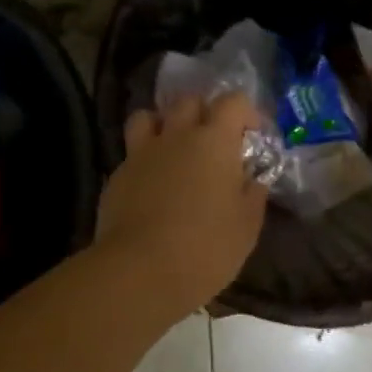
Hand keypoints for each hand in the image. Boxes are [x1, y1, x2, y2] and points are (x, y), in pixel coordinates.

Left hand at [97, 92, 268, 313]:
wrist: (140, 270)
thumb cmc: (205, 248)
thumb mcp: (246, 226)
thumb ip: (253, 195)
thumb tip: (254, 179)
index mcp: (214, 141)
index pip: (233, 101)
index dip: (246, 112)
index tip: (251, 135)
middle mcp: (177, 135)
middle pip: (189, 101)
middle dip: (204, 113)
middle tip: (213, 142)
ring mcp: (142, 152)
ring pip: (148, 116)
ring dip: (163, 125)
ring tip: (173, 149)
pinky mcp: (118, 174)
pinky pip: (132, 151)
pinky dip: (144, 158)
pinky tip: (150, 183)